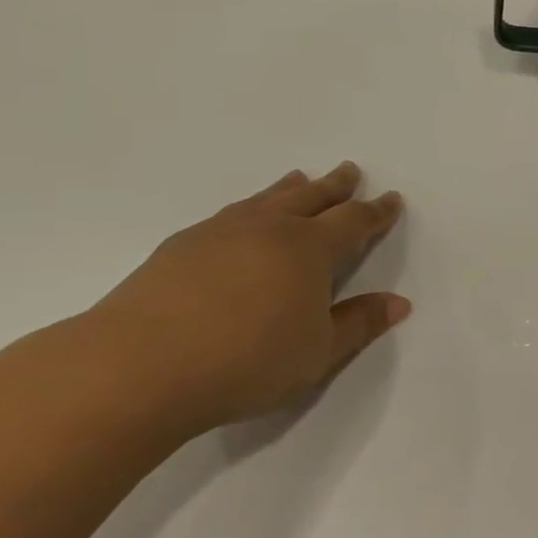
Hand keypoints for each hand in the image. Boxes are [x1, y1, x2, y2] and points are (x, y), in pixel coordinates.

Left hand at [87, 161, 408, 431]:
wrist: (138, 367)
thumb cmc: (246, 361)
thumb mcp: (318, 352)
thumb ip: (359, 324)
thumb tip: (399, 303)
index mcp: (309, 248)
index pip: (353, 221)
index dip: (376, 211)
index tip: (390, 199)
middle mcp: (269, 228)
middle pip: (311, 197)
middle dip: (335, 185)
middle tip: (349, 170)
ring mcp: (220, 232)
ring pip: (266, 199)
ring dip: (289, 189)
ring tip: (299, 178)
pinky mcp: (180, 246)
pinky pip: (229, 214)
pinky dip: (248, 207)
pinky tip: (240, 219)